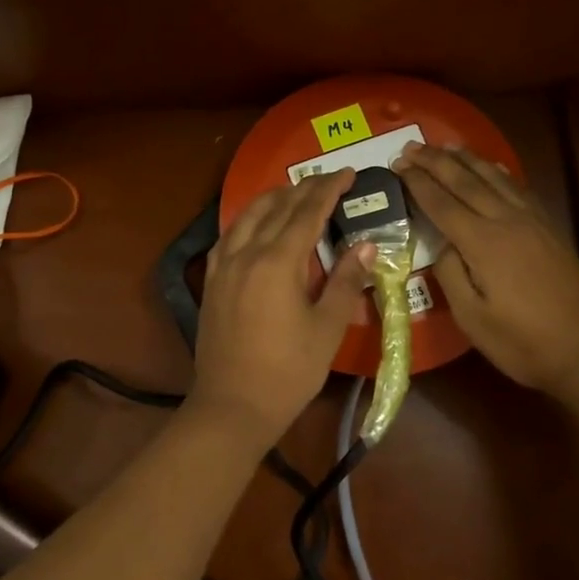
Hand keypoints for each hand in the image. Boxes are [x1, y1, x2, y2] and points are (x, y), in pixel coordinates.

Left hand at [188, 171, 375, 446]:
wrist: (232, 406)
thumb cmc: (288, 371)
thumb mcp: (327, 328)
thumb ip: (346, 282)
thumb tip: (366, 246)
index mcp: (279, 262)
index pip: (307, 212)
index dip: (329, 189)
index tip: (348, 173)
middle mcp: (247, 253)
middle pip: (277, 208)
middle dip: (304, 188)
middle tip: (327, 179)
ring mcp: (224, 266)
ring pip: (248, 216)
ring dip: (273, 198)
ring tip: (293, 192)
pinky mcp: (212, 281)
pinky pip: (229, 235)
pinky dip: (247, 220)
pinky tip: (254, 224)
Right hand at [395, 143, 578, 391]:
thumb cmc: (524, 342)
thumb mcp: (472, 319)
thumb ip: (450, 274)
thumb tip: (442, 243)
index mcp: (483, 243)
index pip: (441, 203)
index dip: (418, 182)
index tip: (397, 165)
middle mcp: (506, 221)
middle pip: (465, 181)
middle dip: (435, 161)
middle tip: (410, 146)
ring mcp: (531, 221)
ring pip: (493, 177)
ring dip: (466, 159)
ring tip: (444, 146)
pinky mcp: (548, 227)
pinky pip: (517, 187)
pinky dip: (498, 171)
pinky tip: (491, 166)